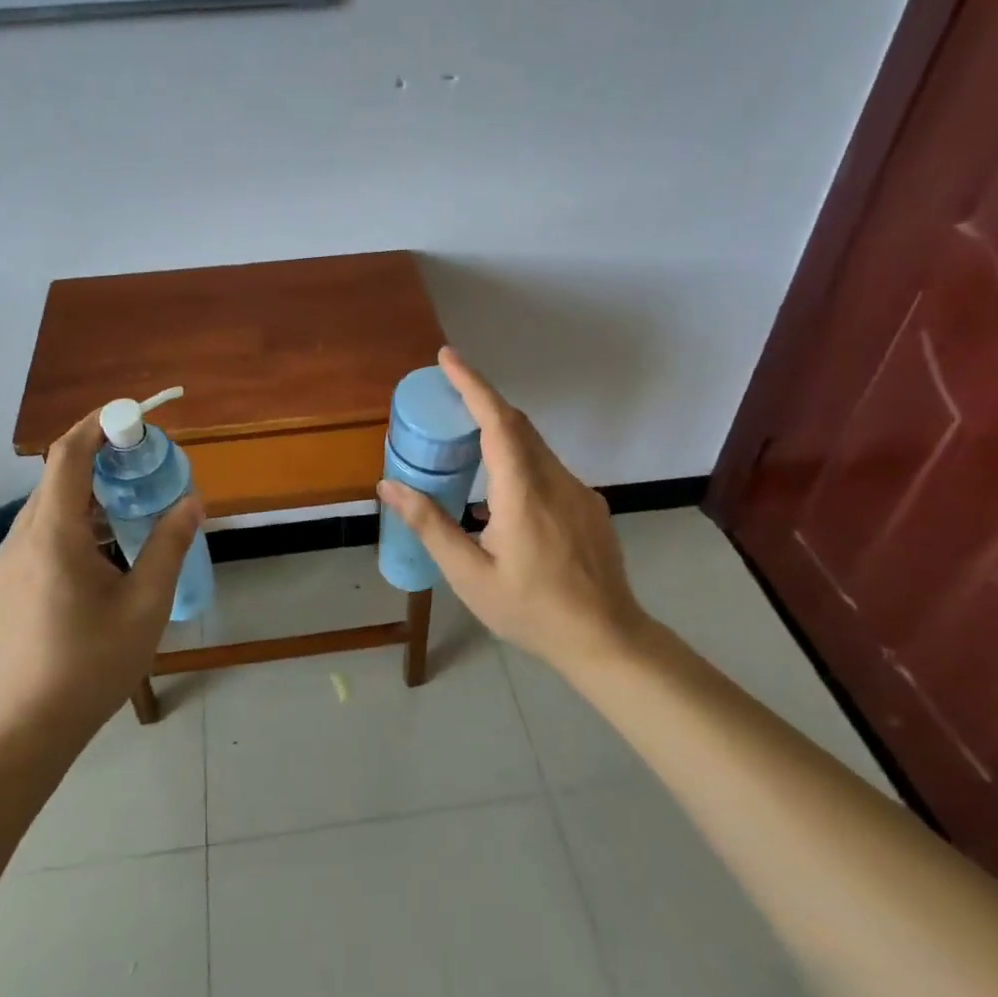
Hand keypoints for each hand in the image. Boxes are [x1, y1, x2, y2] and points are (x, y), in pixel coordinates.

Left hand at [0, 410, 201, 740]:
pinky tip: (103, 545)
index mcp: (53, 536)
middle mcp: (21, 537)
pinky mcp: (7, 581)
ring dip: (87, 490)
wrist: (31, 725)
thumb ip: (169, 545)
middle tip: (143, 459)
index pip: (67, 456)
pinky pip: (40, 530)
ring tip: (130, 501)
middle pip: (57, 476)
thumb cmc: (94, 663)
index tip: (132, 415)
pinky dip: (73, 517)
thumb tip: (191, 500)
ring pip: (48, 504)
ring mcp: (9, 560)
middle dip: (99, 455)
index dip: (97, 425)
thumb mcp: (146, 603)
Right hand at [377, 347, 663, 675]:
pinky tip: (500, 498)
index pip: (498, 421)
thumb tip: (390, 487)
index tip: (448, 357)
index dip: (472, 384)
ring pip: (534, 446)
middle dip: (481, 401)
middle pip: (517, 424)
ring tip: (464, 448)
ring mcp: (578, 491)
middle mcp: (555, 480)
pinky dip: (518, 461)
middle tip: (445, 398)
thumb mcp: (470, 576)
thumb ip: (430, 526)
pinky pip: (547, 468)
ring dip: (499, 434)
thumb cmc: (532, 611)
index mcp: (523, 492)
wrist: (607, 639)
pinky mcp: (588, 505)